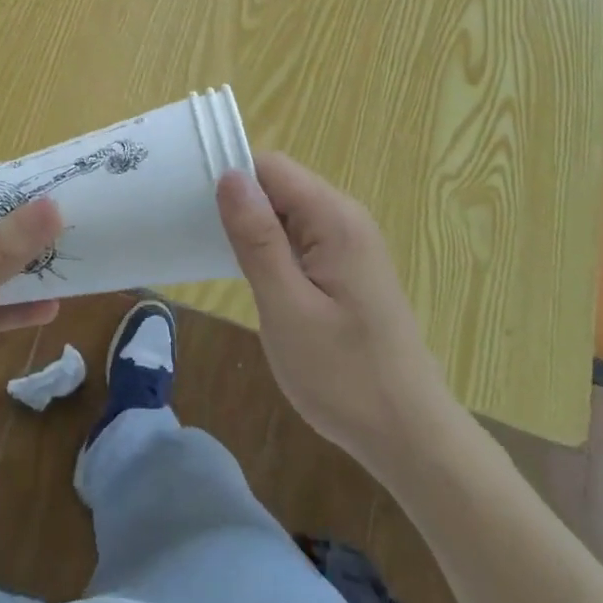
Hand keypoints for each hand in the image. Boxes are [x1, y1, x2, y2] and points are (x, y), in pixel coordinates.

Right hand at [216, 153, 452, 479]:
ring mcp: (351, 243)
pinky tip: (257, 281)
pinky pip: (303, 238)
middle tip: (201, 240)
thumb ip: (257, 239)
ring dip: (256, 230)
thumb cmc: (344, 376)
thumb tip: (230, 175)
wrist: (409, 434)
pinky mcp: (349, 268)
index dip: (232, 179)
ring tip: (221, 261)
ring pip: (289, 212)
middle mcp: (347, 218)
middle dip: (241, 205)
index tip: (193, 207)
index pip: (272, 167)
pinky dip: (275, 250)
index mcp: (334, 219)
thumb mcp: (287, 308)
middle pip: (280, 185)